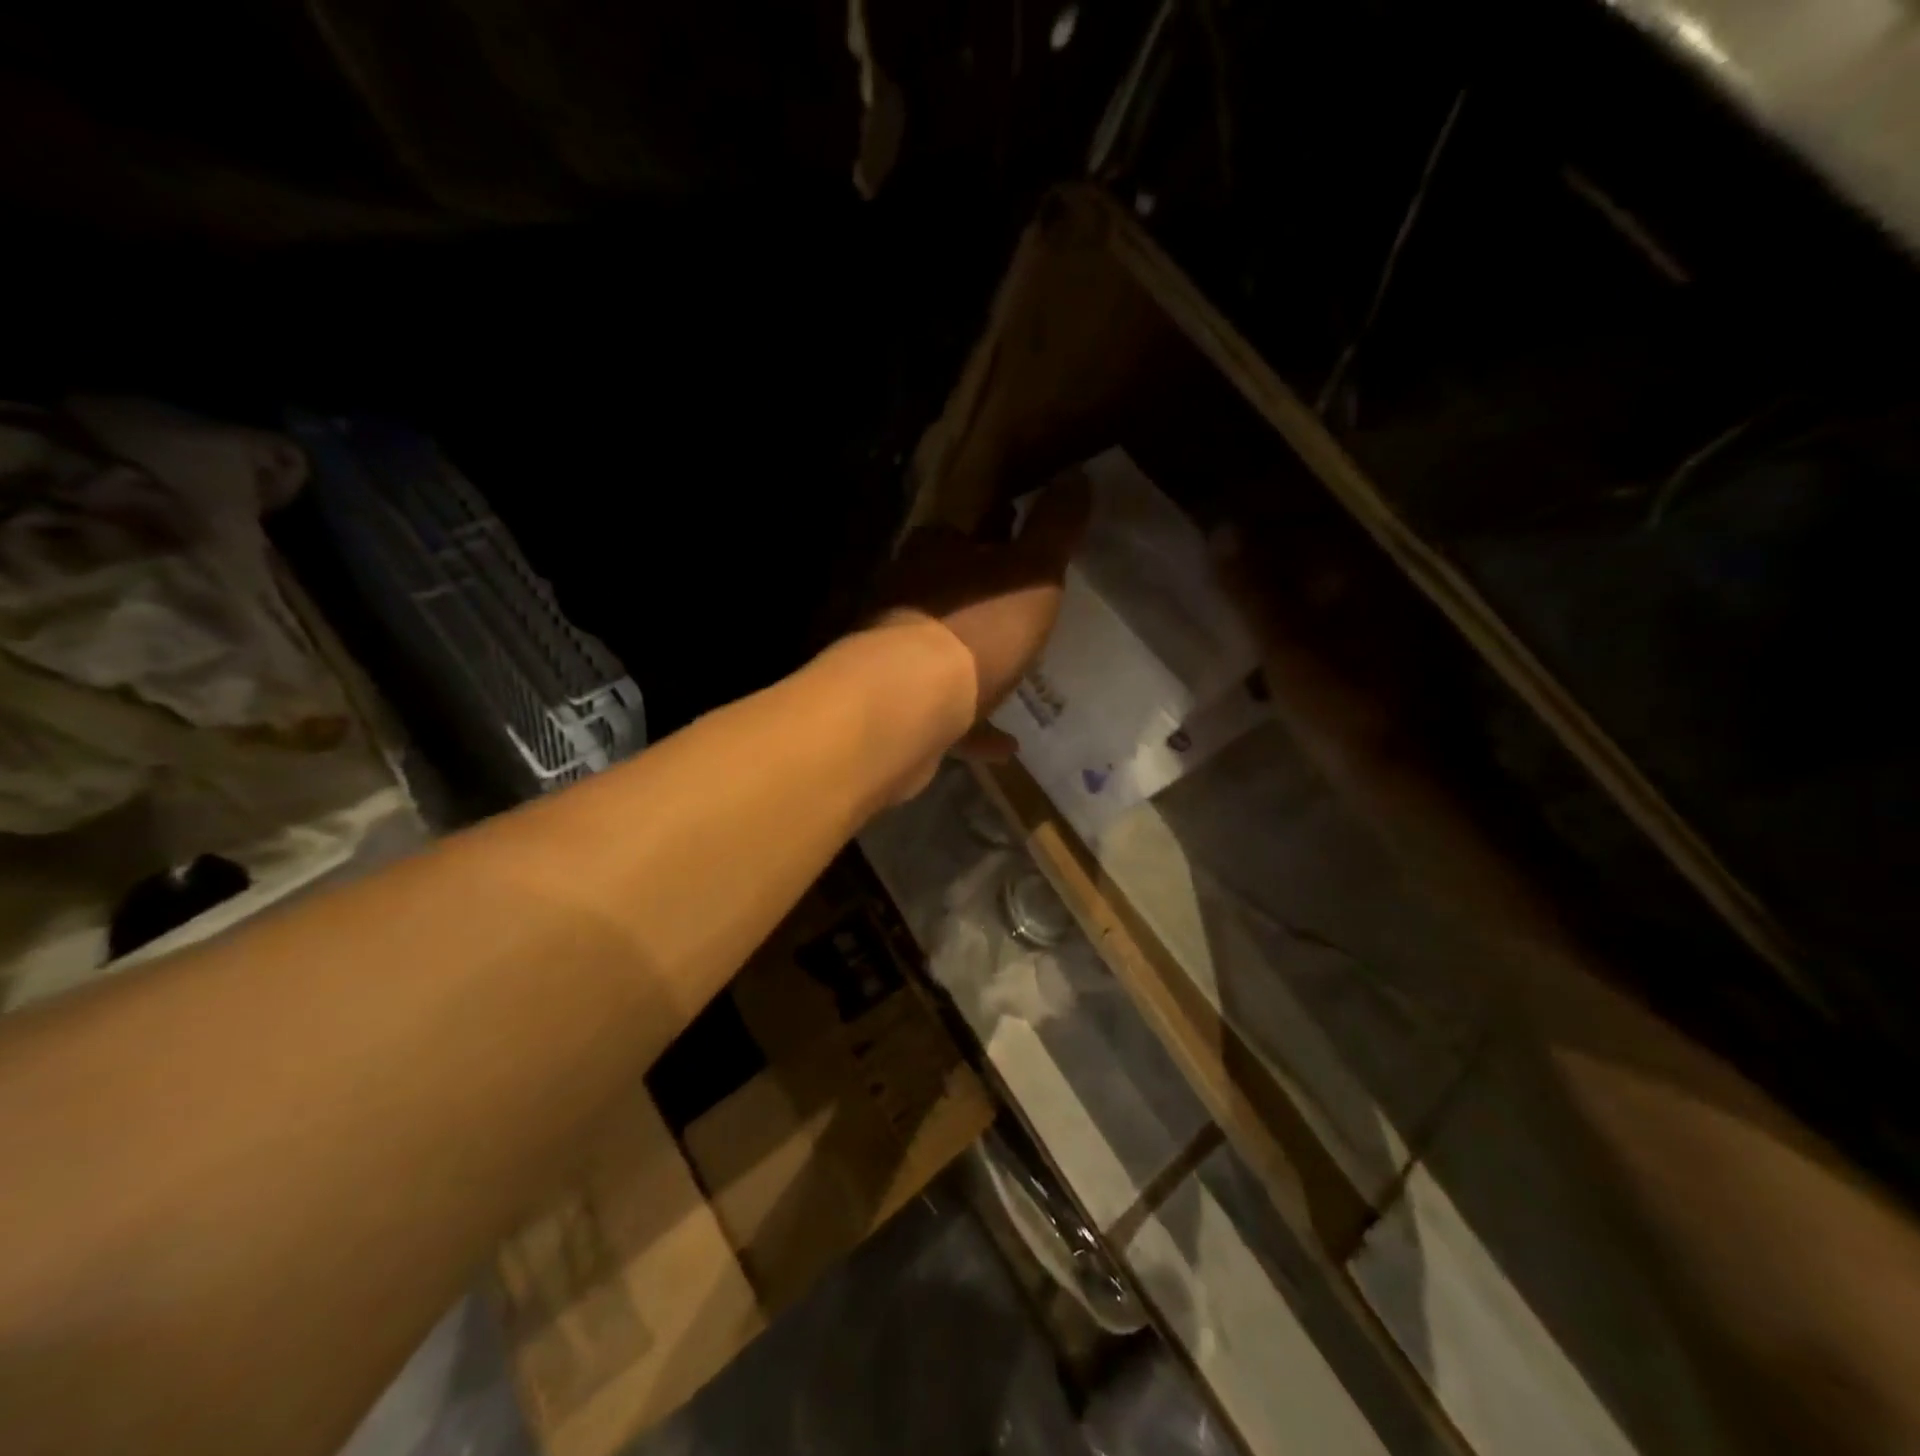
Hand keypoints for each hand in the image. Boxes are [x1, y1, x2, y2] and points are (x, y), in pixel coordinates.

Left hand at [876, 473, 1089, 757]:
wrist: (909, 705)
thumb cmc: (976, 628)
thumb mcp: (1032, 573)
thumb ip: (1055, 528)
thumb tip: (1077, 476)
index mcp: (935, 556)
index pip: (965, 531)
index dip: (997, 534)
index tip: (1025, 546)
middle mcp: (908, 598)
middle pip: (950, 592)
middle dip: (984, 599)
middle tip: (1026, 614)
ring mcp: (897, 655)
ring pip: (943, 652)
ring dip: (976, 662)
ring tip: (1016, 675)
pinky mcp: (900, 706)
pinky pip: (946, 713)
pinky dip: (973, 725)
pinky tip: (1004, 743)